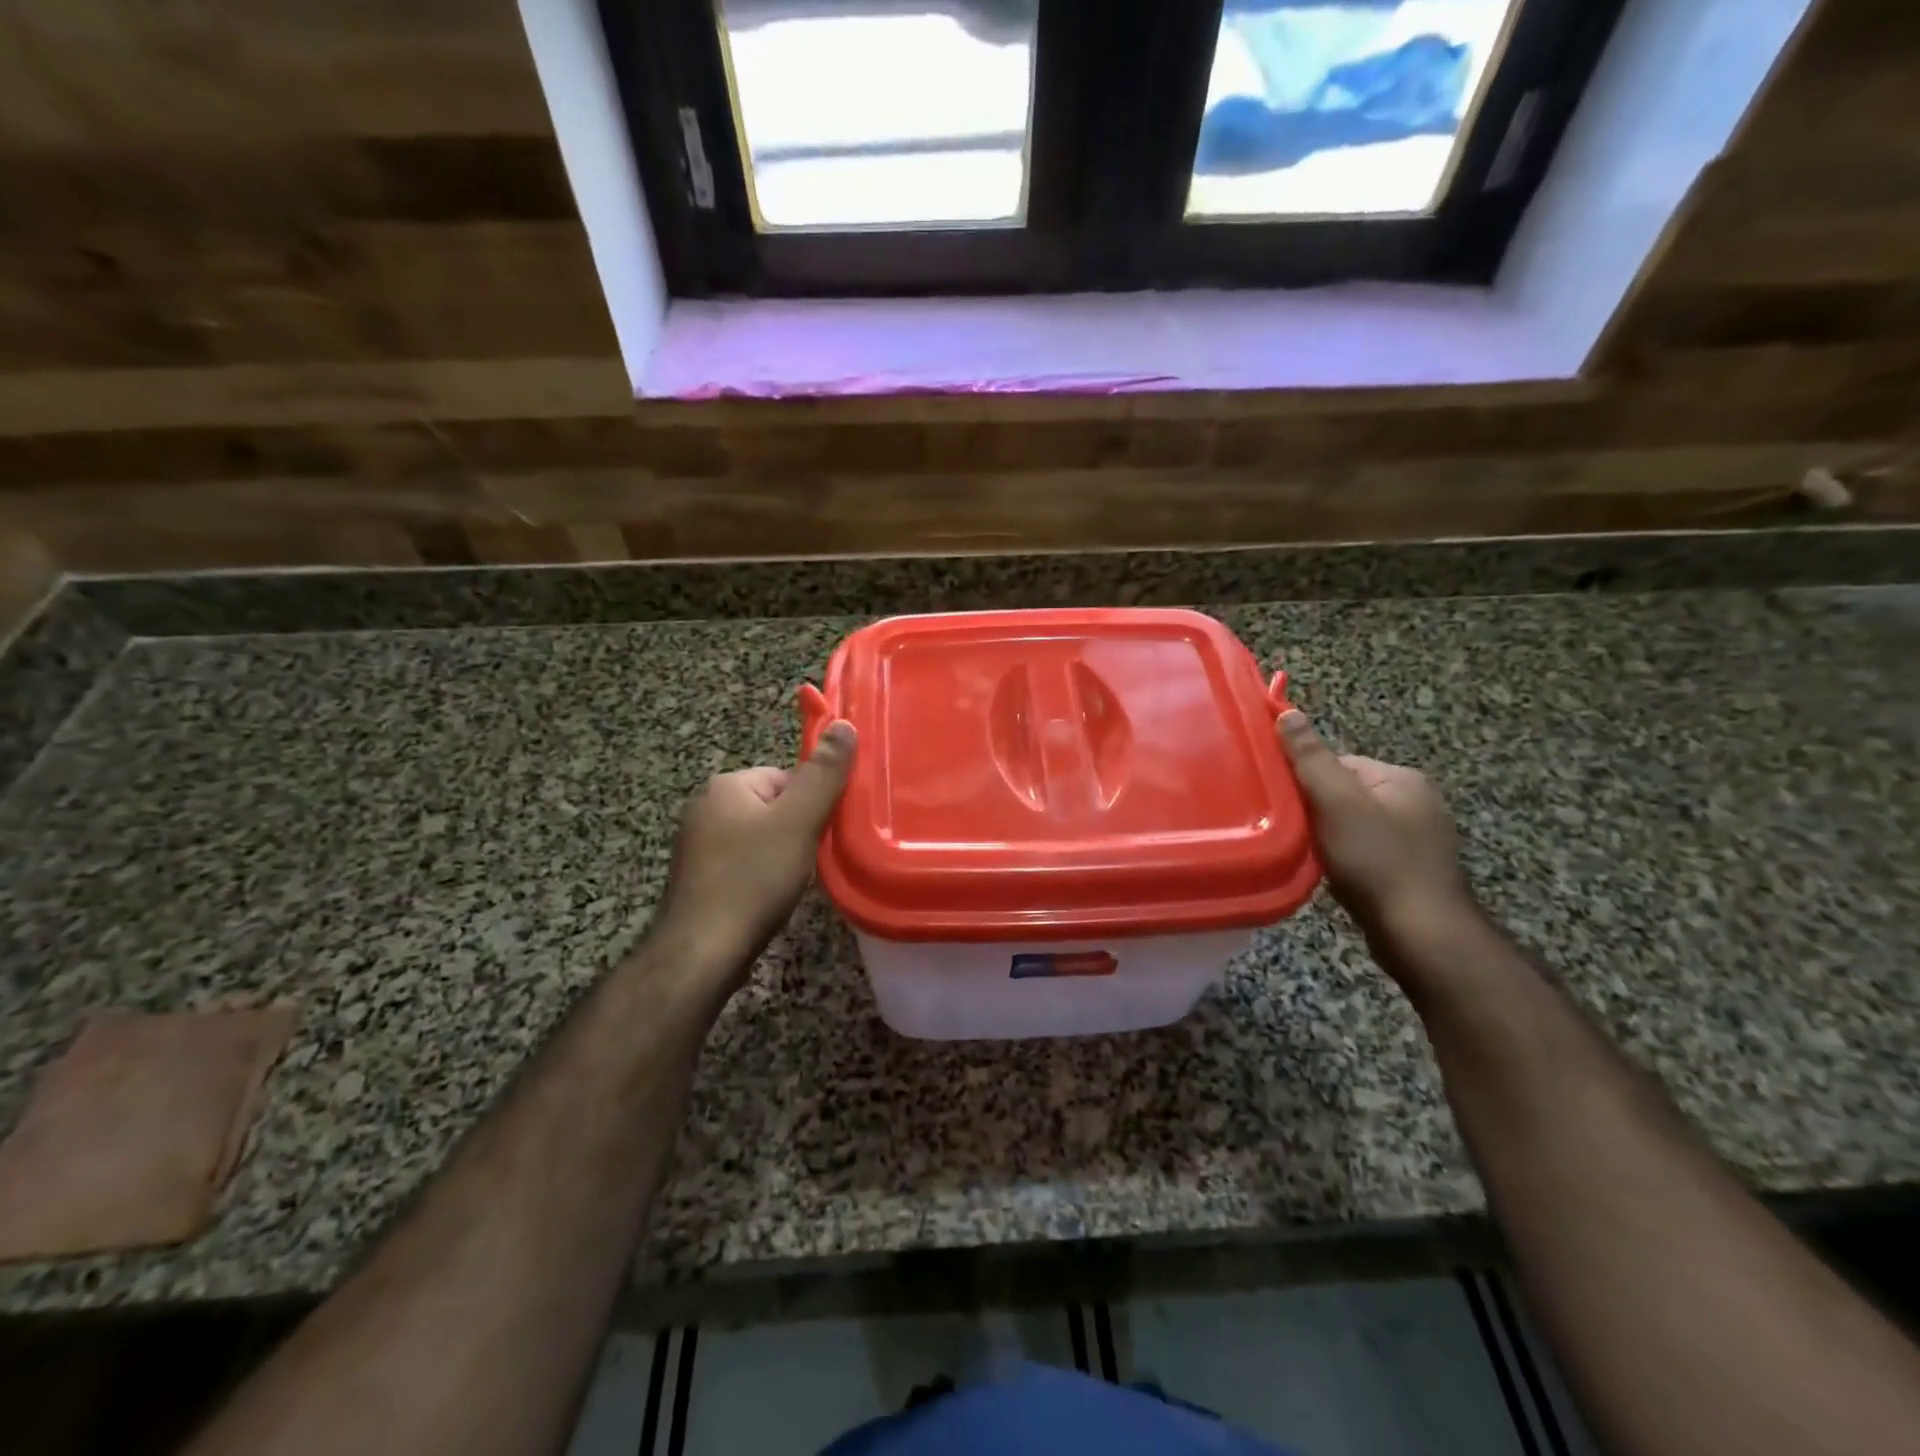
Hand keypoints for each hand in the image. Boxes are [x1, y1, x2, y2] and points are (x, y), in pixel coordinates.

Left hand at [656, 721, 857, 983]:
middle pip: (774, 807)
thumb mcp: (799, 821)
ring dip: (780, 855)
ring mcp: (696, 844)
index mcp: (727, 785)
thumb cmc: (754, 878)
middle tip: (807, 861)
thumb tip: (844, 724)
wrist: (703, 950)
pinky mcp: (696, 877)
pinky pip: (741, 863)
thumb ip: (824, 773)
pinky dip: (759, 876)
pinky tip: (767, 898)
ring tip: (788, 883)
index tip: (821, 834)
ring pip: (758, 837)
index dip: (811, 805)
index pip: (787, 777)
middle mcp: (705, 806)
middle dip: (796, 831)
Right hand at [1276, 709, 1479, 962]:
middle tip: (1294, 833)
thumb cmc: (1377, 861)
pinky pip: (1366, 852)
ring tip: (1312, 856)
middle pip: (1345, 794)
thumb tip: (1287, 711)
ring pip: (1353, 825)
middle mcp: (1416, 802)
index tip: (1285, 804)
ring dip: (1329, 838)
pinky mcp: (1413, 871)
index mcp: (1402, 779)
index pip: (1339, 763)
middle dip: (1317, 811)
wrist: (1421, 934)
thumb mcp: (1336, 802)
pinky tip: (1335, 875)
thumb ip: (1310, 757)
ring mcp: (1419, 839)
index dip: (1306, 781)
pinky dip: (1346, 860)